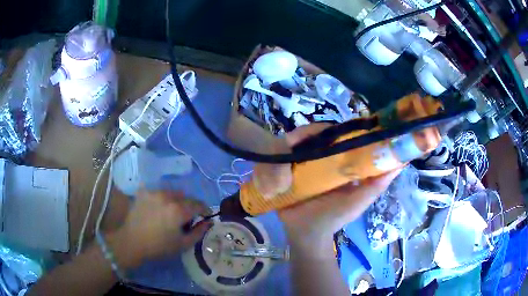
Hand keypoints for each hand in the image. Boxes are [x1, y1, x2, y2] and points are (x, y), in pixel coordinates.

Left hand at [107, 191, 211, 268]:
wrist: (132, 242)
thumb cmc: (159, 246)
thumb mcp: (183, 244)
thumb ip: (199, 232)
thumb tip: (209, 222)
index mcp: (179, 210)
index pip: (198, 204)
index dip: (204, 209)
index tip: (205, 215)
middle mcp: (167, 196)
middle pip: (185, 197)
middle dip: (189, 206)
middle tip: (186, 217)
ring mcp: (154, 192)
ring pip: (172, 192)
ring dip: (175, 200)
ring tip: (170, 211)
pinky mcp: (143, 192)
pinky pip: (157, 191)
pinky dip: (161, 198)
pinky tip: (157, 207)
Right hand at [253, 124, 399, 254]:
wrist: (306, 235)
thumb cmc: (334, 218)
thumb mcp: (359, 201)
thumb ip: (377, 184)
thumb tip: (401, 163)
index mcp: (335, 160)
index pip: (332, 135)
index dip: (328, 129)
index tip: (325, 131)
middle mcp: (315, 158)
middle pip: (306, 136)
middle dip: (301, 135)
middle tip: (295, 142)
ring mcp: (296, 165)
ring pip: (287, 145)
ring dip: (284, 145)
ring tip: (284, 154)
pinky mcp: (280, 173)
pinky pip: (272, 159)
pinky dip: (271, 158)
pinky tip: (274, 164)